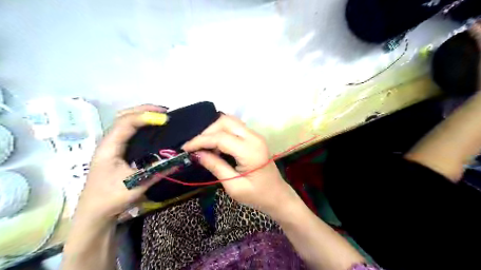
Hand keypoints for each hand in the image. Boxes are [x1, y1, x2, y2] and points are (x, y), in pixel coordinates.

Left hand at [75, 105, 169, 221]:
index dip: (146, 117)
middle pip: (124, 116)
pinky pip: (128, 131)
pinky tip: (152, 129)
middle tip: (165, 112)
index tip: (165, 118)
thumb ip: (159, 170)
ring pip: (125, 121)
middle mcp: (108, 142)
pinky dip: (141, 125)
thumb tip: (180, 159)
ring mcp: (111, 145)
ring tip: (161, 117)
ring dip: (142, 115)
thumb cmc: (112, 198)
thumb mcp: (137, 184)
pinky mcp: (116, 151)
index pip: (126, 123)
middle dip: (144, 110)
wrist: (94, 213)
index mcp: (109, 147)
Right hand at [184, 115, 296, 216]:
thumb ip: (215, 166)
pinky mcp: (255, 138)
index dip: (200, 141)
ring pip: (230, 122)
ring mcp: (256, 136)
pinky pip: (235, 128)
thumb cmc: (257, 196)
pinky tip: (216, 145)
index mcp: (250, 151)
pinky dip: (222, 132)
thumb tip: (197, 153)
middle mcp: (254, 138)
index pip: (220, 137)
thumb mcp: (233, 186)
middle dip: (207, 131)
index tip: (185, 148)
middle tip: (195, 147)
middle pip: (225, 122)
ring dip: (214, 130)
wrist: (278, 196)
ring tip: (203, 146)